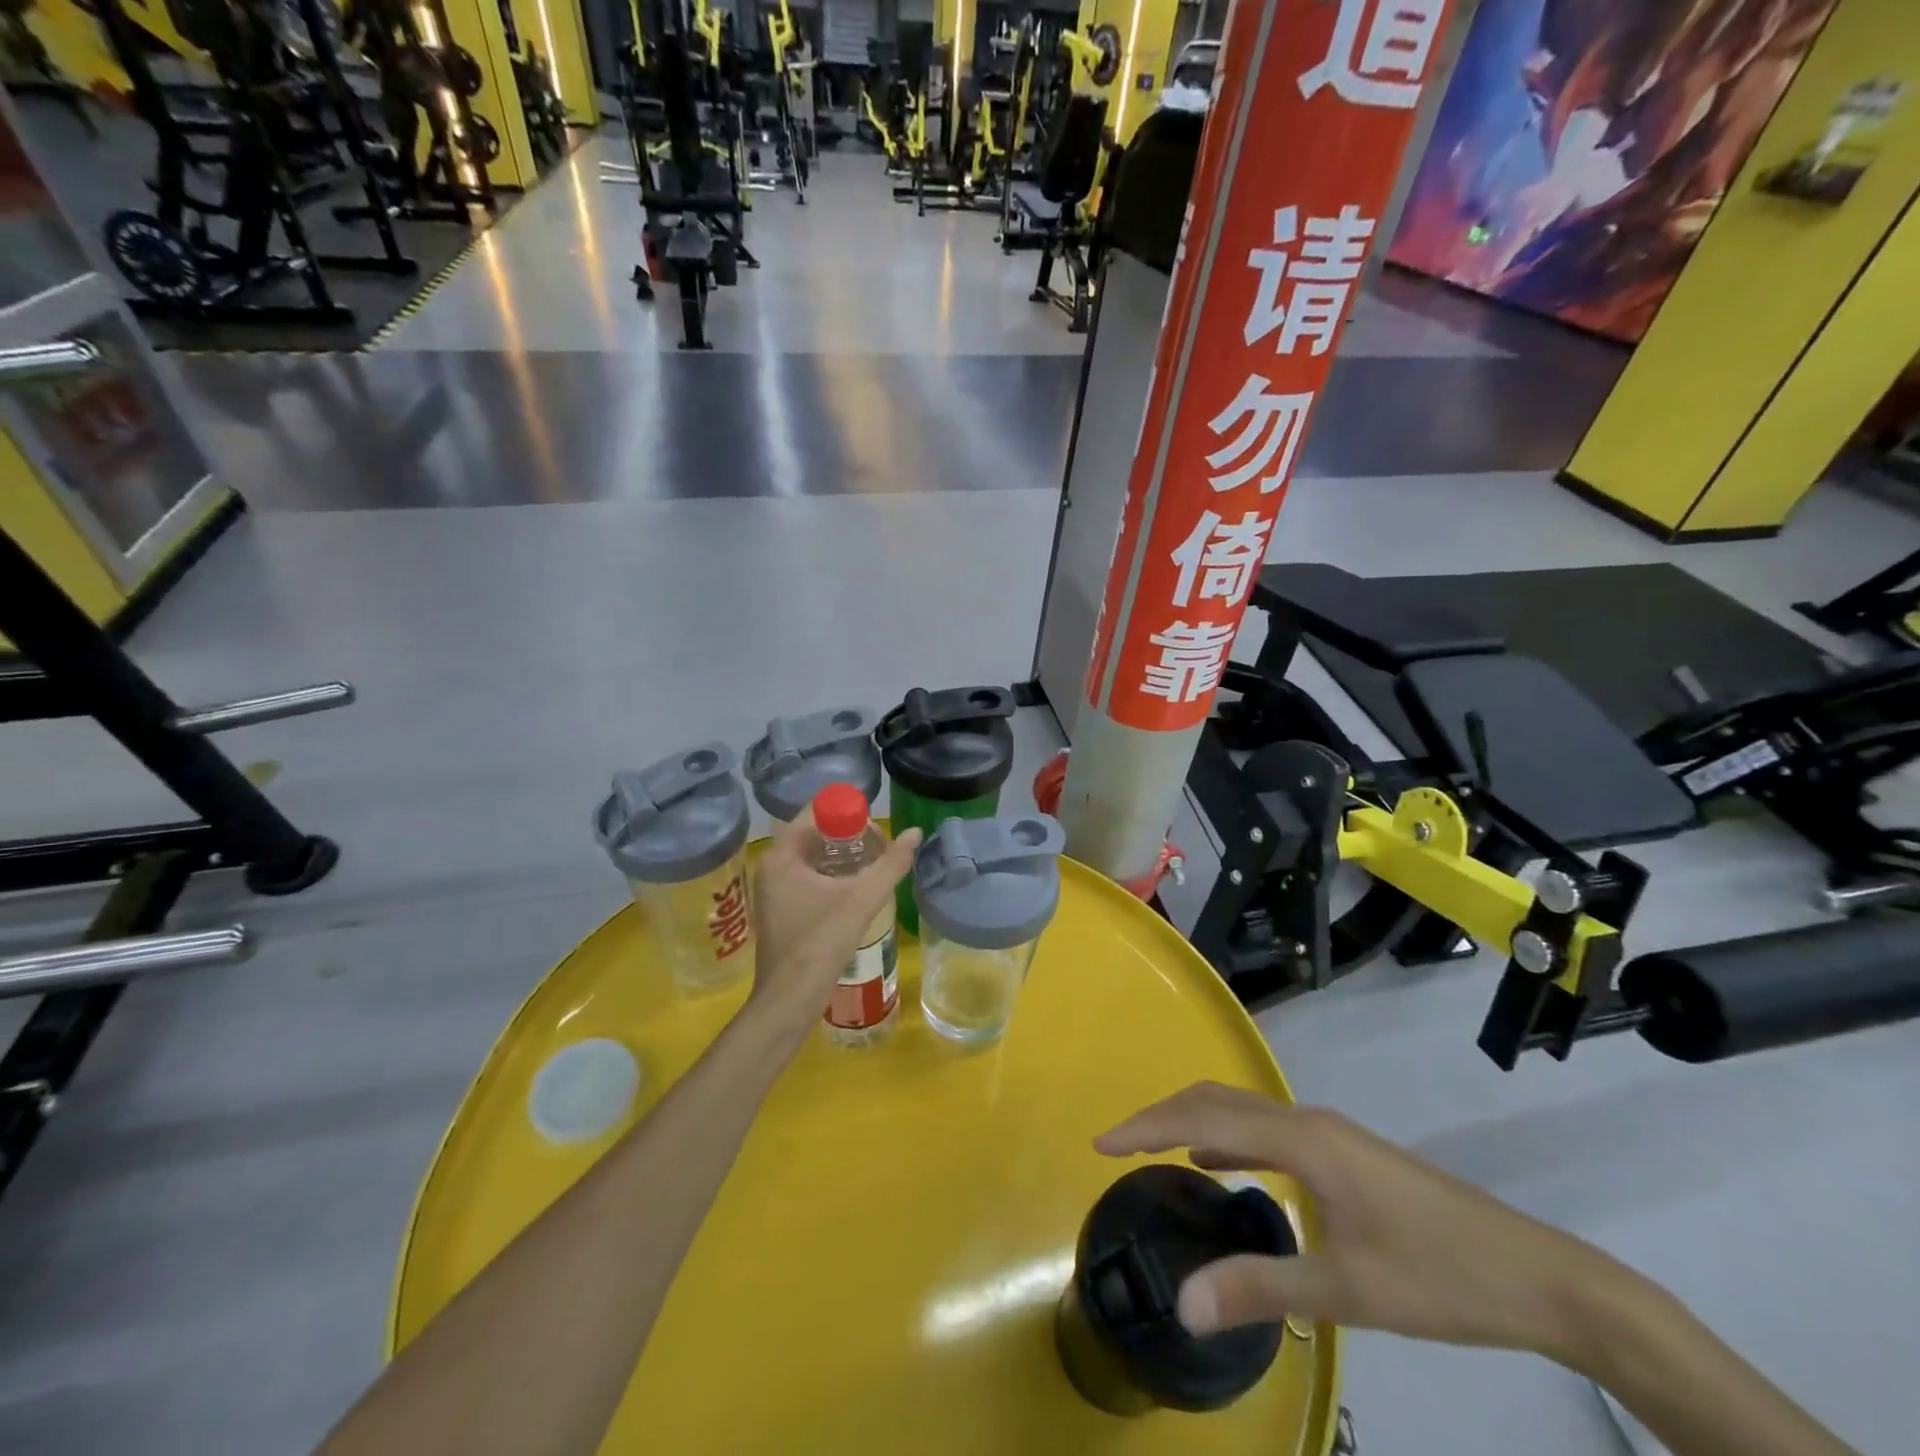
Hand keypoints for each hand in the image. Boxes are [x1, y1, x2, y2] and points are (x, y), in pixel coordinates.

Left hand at [747, 814, 920, 1038]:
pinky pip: (810, 877)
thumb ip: (891, 864)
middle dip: (850, 835)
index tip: (876, 829)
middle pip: (815, 833)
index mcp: (782, 856)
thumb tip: (916, 832)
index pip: (815, 812)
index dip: (848, 813)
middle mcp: (773, 866)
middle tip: (881, 848)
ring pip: (814, 857)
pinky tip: (858, 888)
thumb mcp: (861, 899)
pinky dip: (834, 875)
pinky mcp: (782, 909)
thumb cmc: (820, 943)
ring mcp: (775, 889)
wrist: (790, 1001)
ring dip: (844, 856)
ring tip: (875, 866)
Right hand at [1094, 1082, 1618, 1362]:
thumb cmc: (1441, 1278)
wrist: (1541, 1278)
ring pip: (1241, 1110)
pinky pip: (1265, 1129)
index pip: (1203, 1117)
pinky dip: (1226, 1137)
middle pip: (1216, 1100)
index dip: (1147, 1126)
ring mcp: (1328, 1133)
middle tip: (1118, 1147)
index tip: (1103, 1143)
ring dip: (1192, 1123)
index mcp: (1302, 1138)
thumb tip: (1181, 1305)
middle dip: (1161, 1117)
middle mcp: (1307, 1120)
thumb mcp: (1346, 1291)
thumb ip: (1258, 1288)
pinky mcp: (1343, 1153)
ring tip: (1155, 1153)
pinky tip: (1219, 1165)